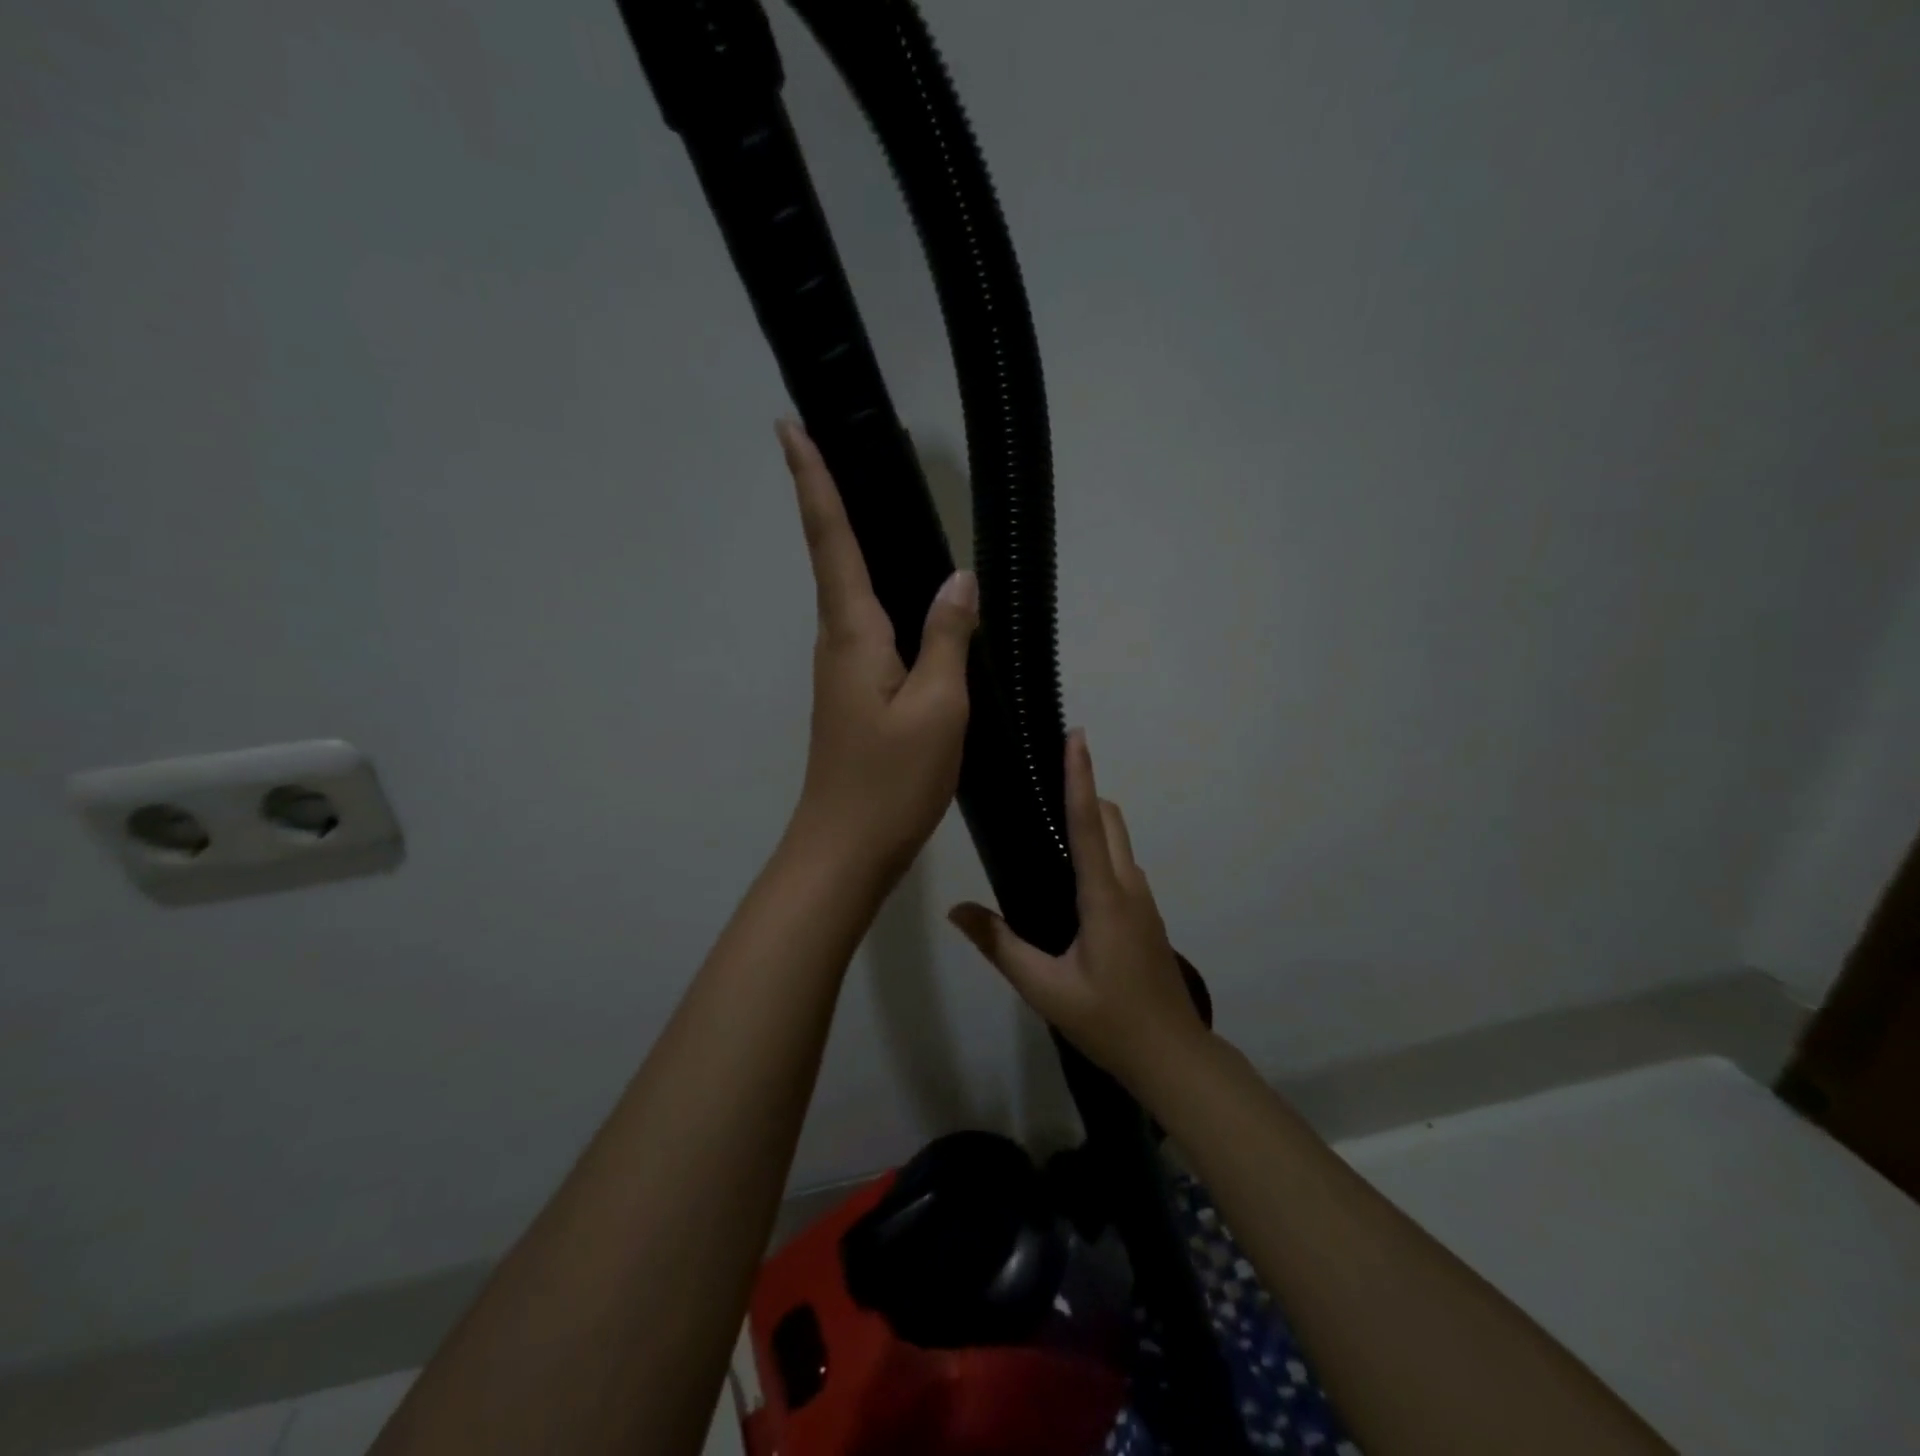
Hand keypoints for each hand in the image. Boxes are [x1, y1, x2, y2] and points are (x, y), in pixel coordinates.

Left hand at [778, 419, 976, 882]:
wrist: (846, 848)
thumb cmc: (892, 780)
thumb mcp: (938, 707)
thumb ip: (947, 638)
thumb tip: (959, 579)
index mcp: (853, 633)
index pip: (831, 539)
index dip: (811, 481)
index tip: (788, 426)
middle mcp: (838, 641)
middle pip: (832, 556)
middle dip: (827, 496)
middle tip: (836, 442)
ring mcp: (842, 670)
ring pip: (850, 591)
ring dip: (850, 541)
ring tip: (871, 499)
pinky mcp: (853, 693)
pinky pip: (868, 626)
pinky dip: (878, 591)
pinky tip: (905, 594)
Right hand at [947, 731, 1209, 1090]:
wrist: (1173, 1056)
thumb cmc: (1109, 1021)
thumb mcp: (1045, 989)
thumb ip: (1000, 945)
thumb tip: (957, 909)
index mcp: (1104, 896)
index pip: (1088, 822)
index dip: (1080, 776)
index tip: (1076, 736)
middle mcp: (1128, 886)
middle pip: (1108, 819)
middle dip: (1083, 789)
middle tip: (1041, 779)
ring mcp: (1142, 899)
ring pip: (1118, 840)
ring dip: (1091, 819)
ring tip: (1046, 822)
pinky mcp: (1145, 915)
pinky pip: (1120, 863)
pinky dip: (1098, 847)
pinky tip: (1068, 873)